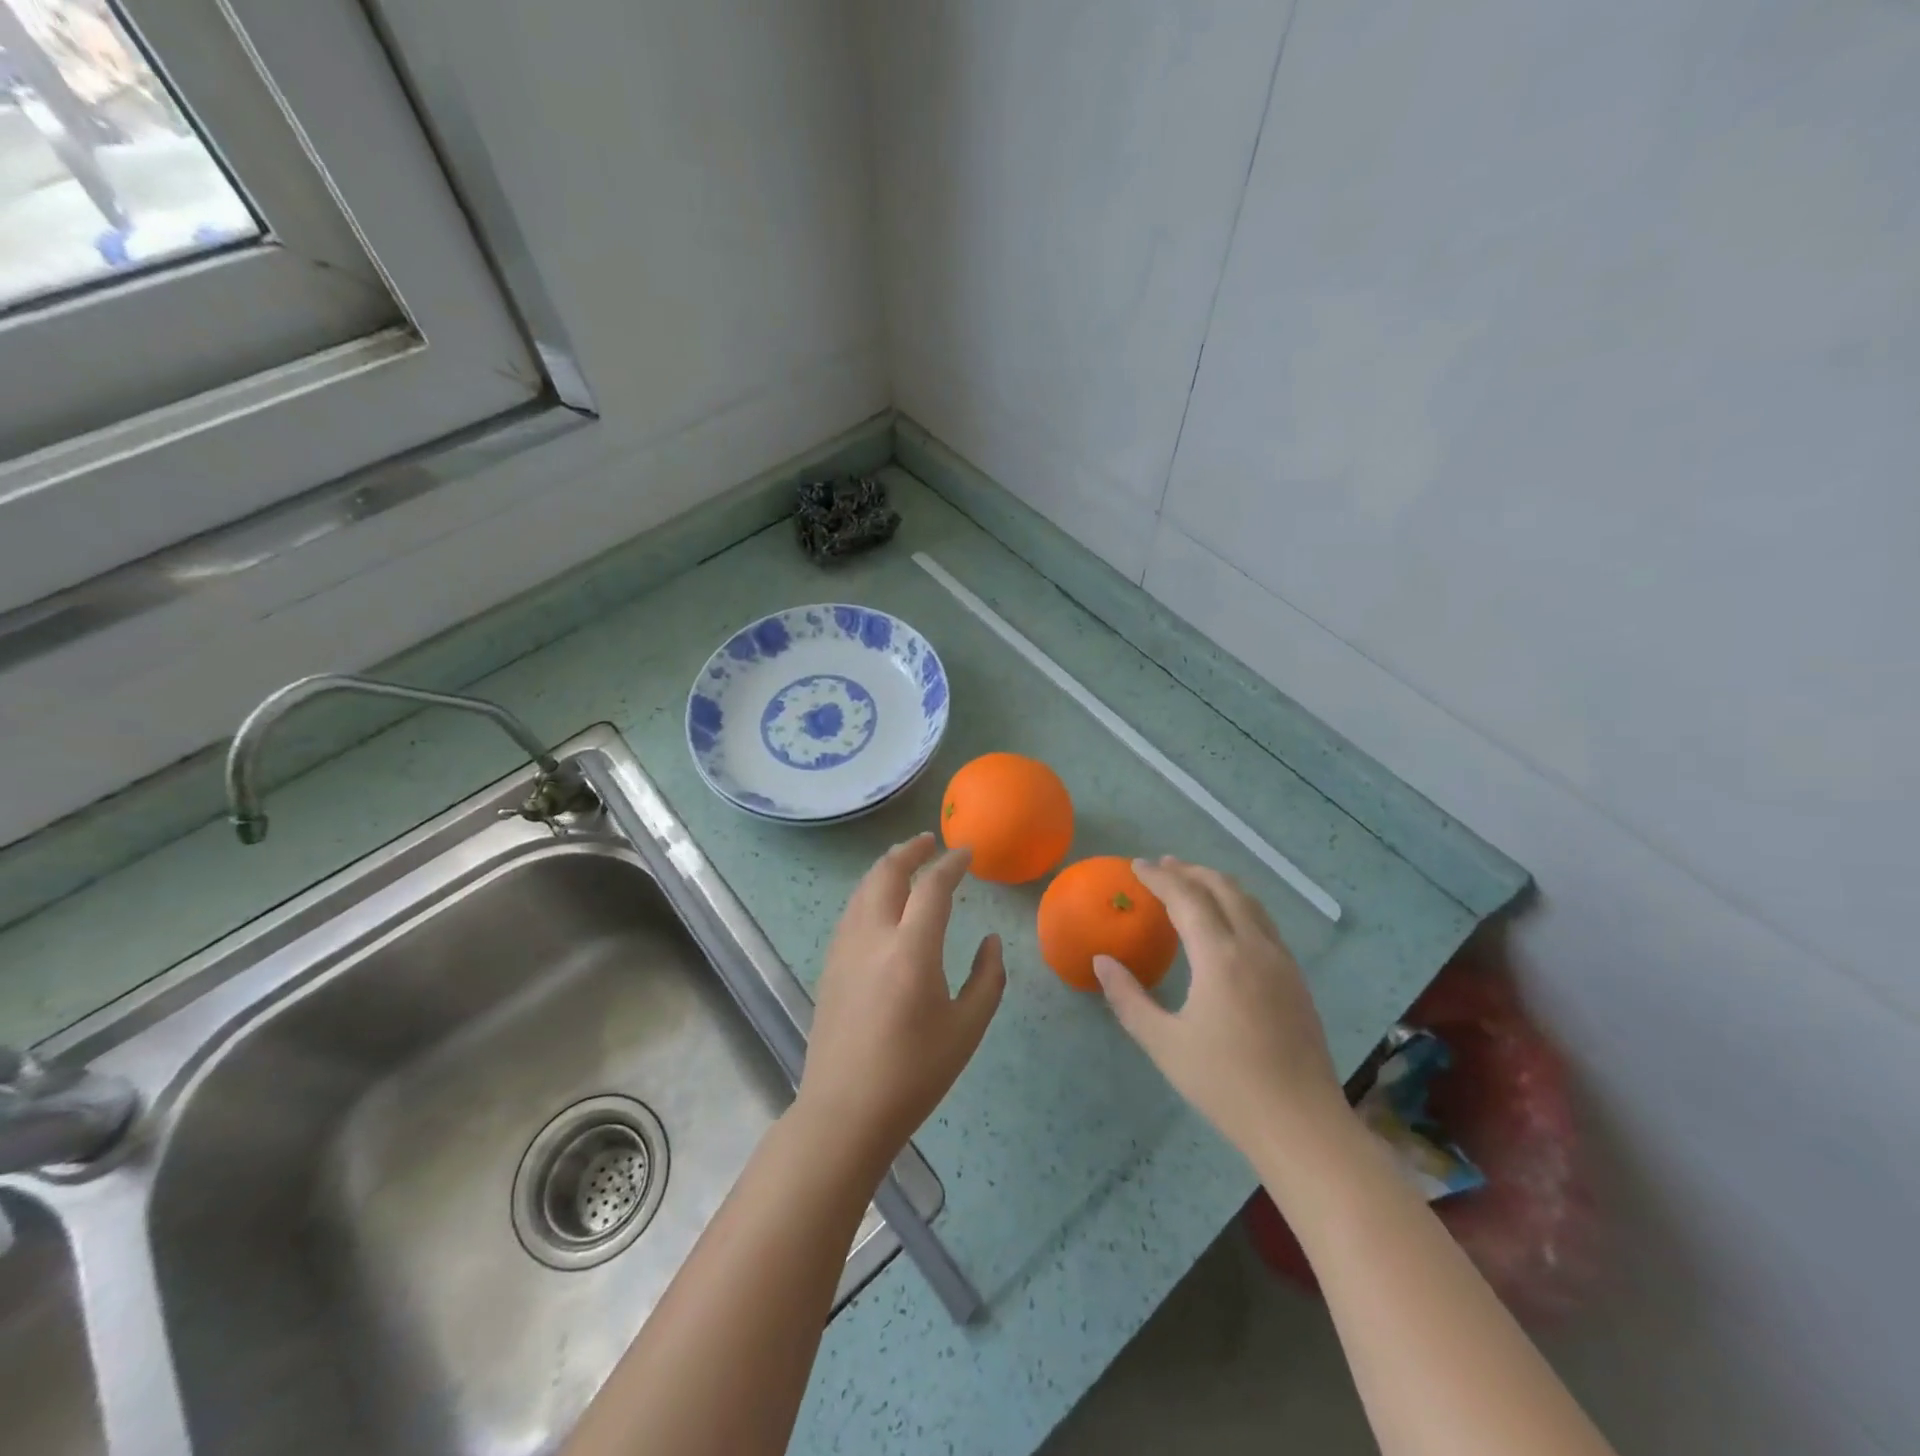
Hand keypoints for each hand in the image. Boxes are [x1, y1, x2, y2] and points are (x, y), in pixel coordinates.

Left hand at [796, 833, 1005, 1168]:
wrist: (845, 1112)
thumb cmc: (914, 1074)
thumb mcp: (967, 1029)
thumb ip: (987, 978)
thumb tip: (991, 941)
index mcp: (911, 951)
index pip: (933, 887)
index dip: (952, 864)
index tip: (967, 853)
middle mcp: (873, 937)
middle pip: (886, 872)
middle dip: (910, 850)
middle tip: (930, 841)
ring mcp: (844, 948)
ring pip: (863, 888)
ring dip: (886, 866)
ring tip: (906, 861)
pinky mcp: (830, 964)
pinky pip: (852, 910)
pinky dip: (870, 890)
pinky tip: (882, 902)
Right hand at [1093, 857, 1344, 1159]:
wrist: (1302, 1125)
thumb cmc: (1226, 1085)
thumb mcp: (1164, 1044)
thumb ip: (1128, 998)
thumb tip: (1102, 962)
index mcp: (1220, 957)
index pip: (1187, 898)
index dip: (1160, 877)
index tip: (1136, 866)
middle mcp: (1255, 947)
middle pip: (1223, 888)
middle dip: (1191, 871)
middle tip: (1163, 866)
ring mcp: (1281, 961)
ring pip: (1249, 902)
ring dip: (1217, 884)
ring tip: (1193, 883)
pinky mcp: (1296, 979)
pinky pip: (1264, 922)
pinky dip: (1238, 905)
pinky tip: (1227, 922)